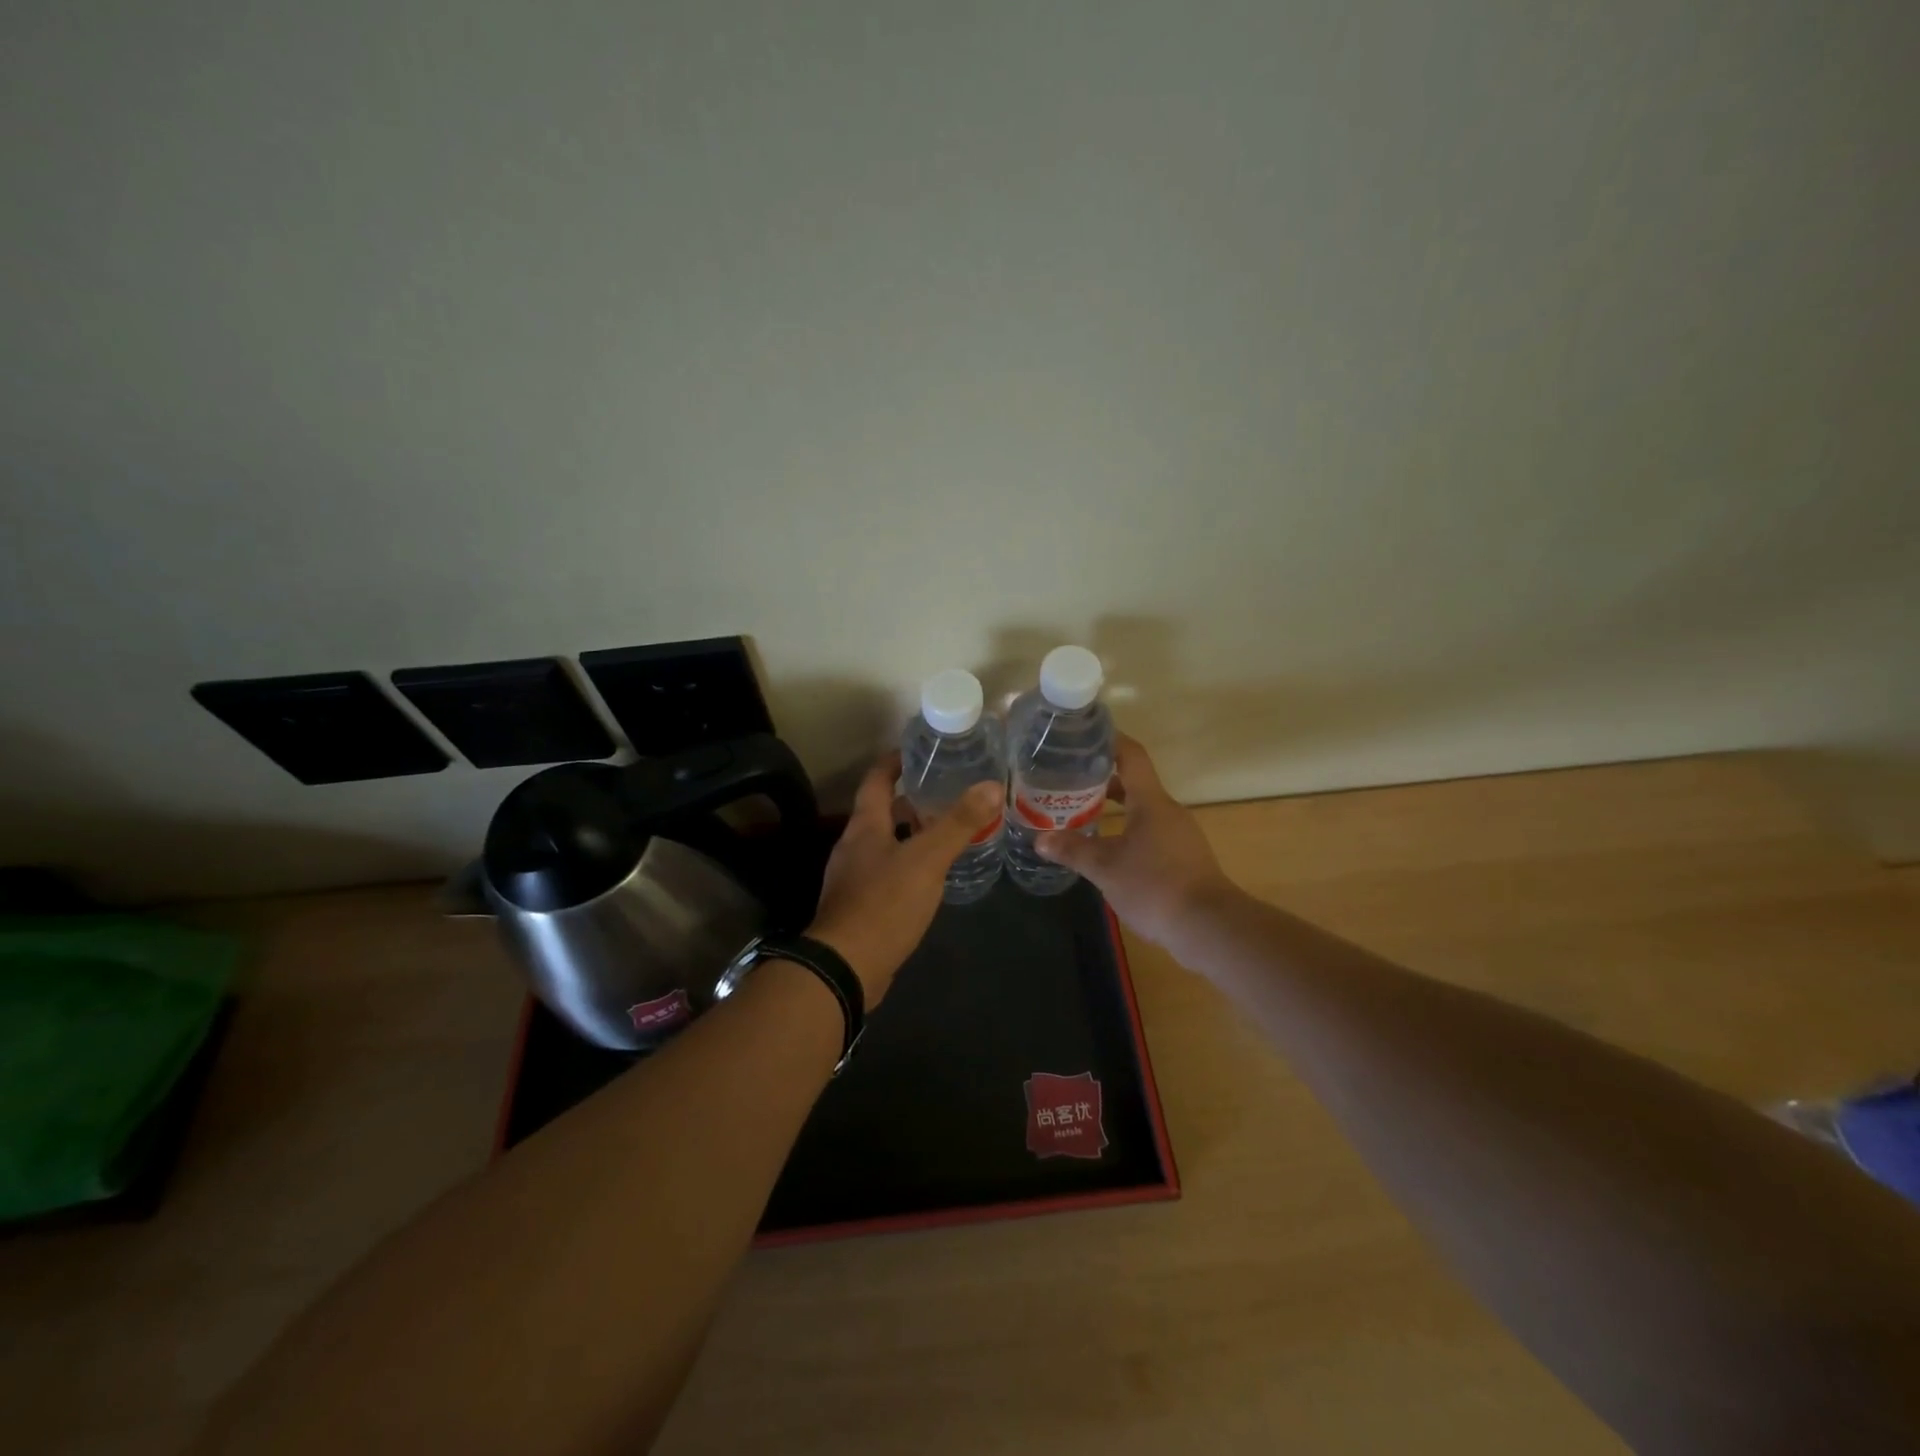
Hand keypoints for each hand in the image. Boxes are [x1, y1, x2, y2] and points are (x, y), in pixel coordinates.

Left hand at [806, 752, 1003, 1004]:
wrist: (844, 967)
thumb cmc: (884, 904)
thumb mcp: (927, 860)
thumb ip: (959, 823)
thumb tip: (992, 785)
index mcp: (865, 826)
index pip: (877, 779)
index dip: (895, 761)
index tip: (919, 751)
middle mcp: (853, 847)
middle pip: (881, 812)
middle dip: (910, 801)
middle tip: (946, 794)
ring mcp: (853, 878)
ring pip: (884, 844)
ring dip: (910, 835)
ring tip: (945, 833)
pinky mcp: (859, 907)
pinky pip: (885, 874)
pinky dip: (907, 865)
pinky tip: (930, 877)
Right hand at [1036, 735, 1235, 948]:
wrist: (1208, 927)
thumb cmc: (1154, 886)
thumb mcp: (1105, 868)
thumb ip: (1073, 850)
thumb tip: (1040, 840)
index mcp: (1151, 802)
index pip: (1131, 756)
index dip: (1110, 740)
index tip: (1084, 735)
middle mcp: (1168, 810)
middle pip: (1134, 782)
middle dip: (1101, 779)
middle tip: (1068, 779)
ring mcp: (1179, 834)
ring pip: (1142, 809)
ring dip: (1114, 806)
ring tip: (1080, 812)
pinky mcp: (1183, 856)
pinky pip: (1150, 830)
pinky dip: (1126, 828)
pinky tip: (1107, 846)